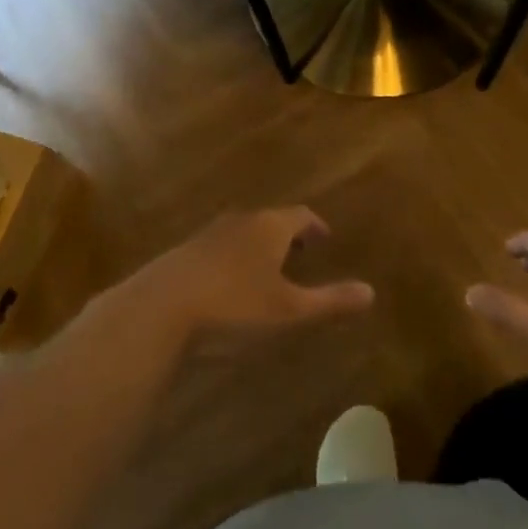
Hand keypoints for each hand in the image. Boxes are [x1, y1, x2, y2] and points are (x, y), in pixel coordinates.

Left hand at [89, 207, 373, 355]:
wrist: (156, 312)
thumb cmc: (234, 307)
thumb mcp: (289, 311)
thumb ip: (330, 301)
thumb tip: (371, 292)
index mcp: (268, 227)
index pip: (300, 216)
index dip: (315, 226)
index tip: (324, 238)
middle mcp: (238, 222)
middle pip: (269, 221)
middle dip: (286, 235)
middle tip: (300, 252)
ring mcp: (205, 236)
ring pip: (240, 234)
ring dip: (257, 247)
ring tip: (265, 270)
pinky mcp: (179, 256)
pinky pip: (216, 250)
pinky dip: (231, 260)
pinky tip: (227, 286)